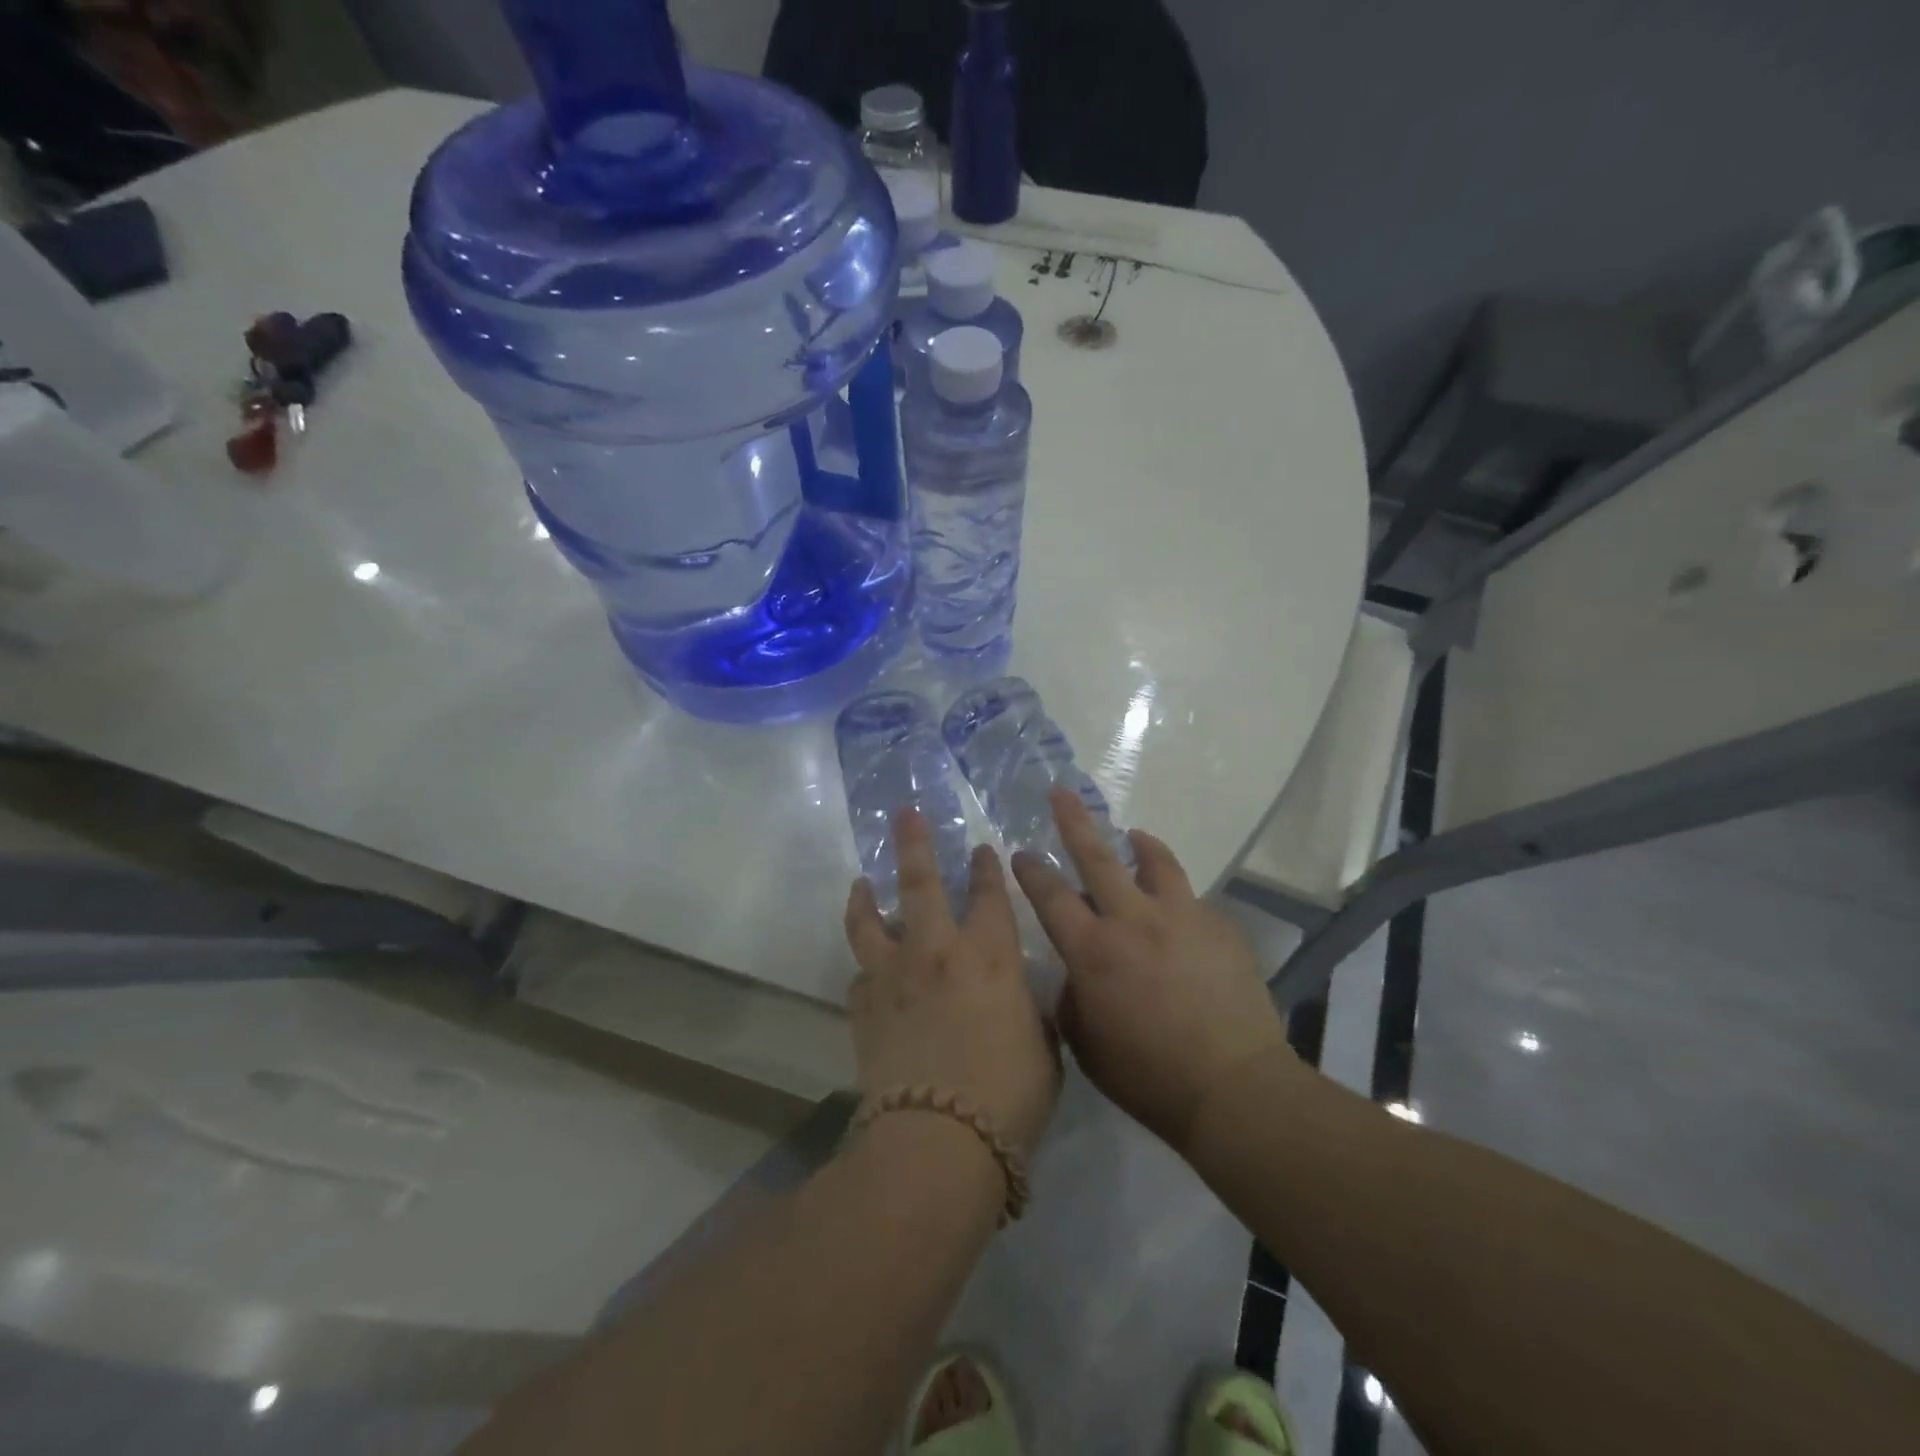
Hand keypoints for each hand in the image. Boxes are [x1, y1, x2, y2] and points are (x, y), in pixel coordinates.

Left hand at [844, 809, 1059, 1156]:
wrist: (939, 1141)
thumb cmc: (1009, 1097)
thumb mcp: (1044, 1047)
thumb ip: (1028, 1010)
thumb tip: (1015, 996)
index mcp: (990, 956)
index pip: (990, 896)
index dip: (986, 869)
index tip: (981, 850)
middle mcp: (937, 952)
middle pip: (920, 883)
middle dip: (914, 843)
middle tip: (905, 814)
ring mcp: (893, 976)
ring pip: (871, 920)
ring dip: (866, 896)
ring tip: (861, 881)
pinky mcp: (863, 1007)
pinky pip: (860, 974)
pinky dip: (865, 965)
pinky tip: (867, 967)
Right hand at [1012, 787, 1290, 1153]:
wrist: (1233, 1088)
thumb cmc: (1147, 1077)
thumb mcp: (1085, 1044)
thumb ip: (1072, 996)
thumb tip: (1076, 969)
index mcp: (1093, 951)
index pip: (1051, 896)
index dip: (1032, 872)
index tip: (1021, 854)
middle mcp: (1133, 921)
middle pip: (1097, 857)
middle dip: (1074, 821)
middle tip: (1061, 793)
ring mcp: (1181, 918)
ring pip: (1155, 862)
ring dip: (1138, 844)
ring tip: (1133, 834)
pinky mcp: (1219, 927)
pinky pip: (1192, 900)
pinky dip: (1177, 898)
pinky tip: (1179, 915)